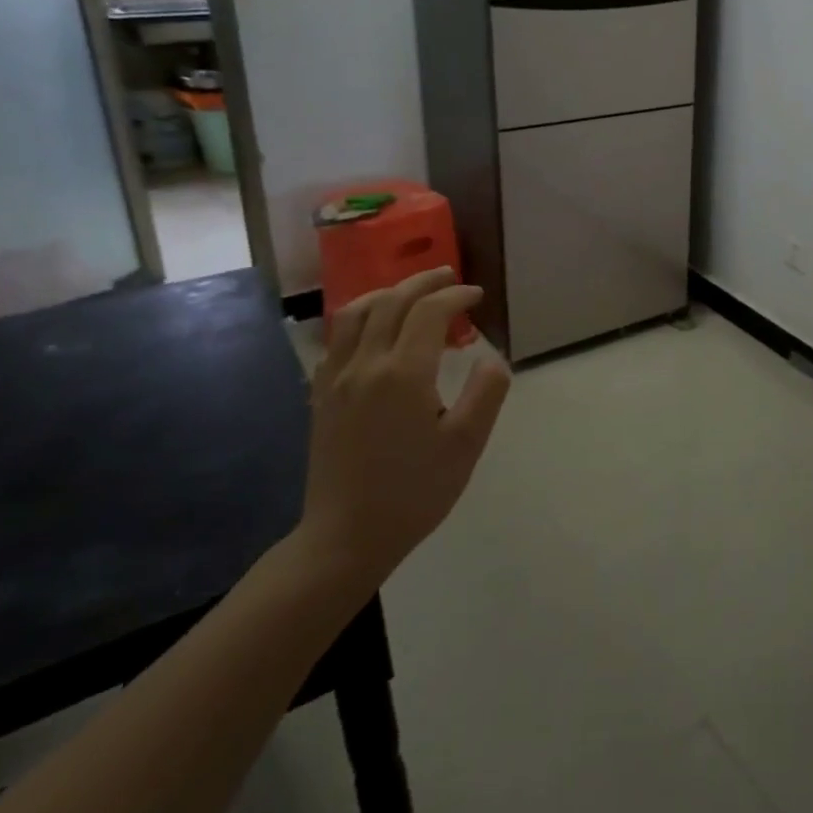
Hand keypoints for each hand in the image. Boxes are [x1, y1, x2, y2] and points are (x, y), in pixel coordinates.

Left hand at [295, 267, 511, 594]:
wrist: (346, 536)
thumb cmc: (415, 492)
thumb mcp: (466, 445)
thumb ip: (486, 393)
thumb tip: (491, 358)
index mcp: (404, 373)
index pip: (430, 312)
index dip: (456, 296)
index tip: (477, 296)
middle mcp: (366, 365)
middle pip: (391, 302)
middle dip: (423, 282)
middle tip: (449, 276)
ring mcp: (336, 379)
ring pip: (356, 314)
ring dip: (387, 293)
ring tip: (410, 293)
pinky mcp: (321, 396)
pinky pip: (337, 339)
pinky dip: (360, 319)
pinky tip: (374, 331)